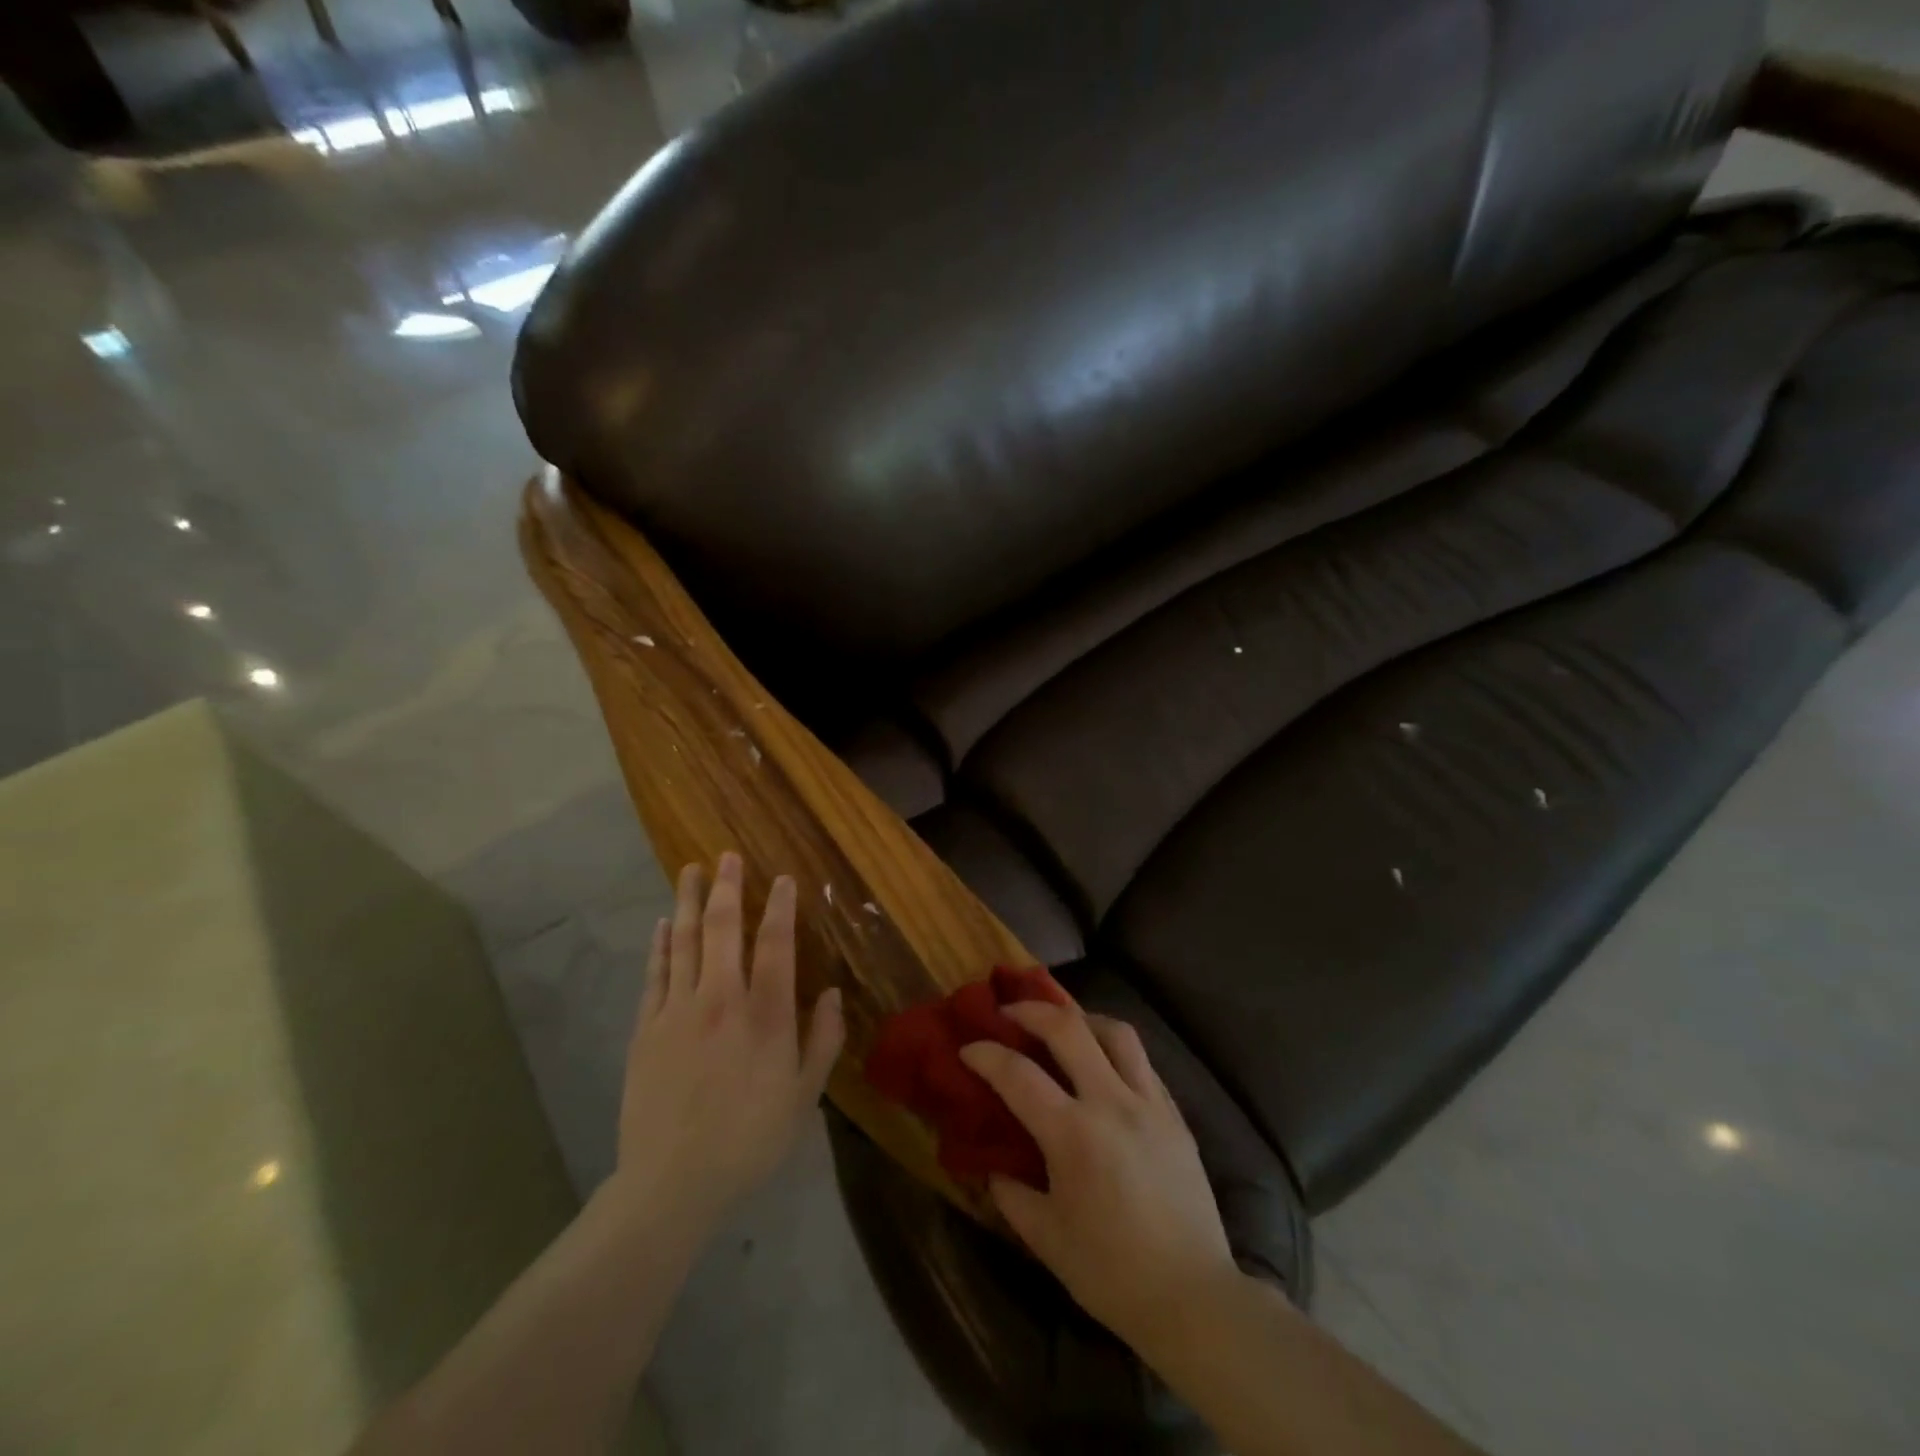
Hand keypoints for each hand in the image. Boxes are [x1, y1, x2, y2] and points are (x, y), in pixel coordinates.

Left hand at [609, 853, 844, 1238]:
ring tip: (690, 871)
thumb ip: (823, 1041)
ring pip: (686, 942)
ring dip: (689, 903)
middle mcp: (721, 1000)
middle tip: (727, 856)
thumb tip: (832, 994)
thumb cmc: (749, 1140)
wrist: (671, 1183)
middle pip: (725, 930)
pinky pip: (655, 974)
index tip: (781, 878)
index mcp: (766, 1015)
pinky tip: (663, 925)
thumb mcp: (803, 1097)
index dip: (780, 907)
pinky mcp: (647, 1029)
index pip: (776, 944)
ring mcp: (678, 1011)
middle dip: (728, 888)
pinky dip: (660, 945)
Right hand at [959, 1000, 1233, 1345]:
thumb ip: (1011, 1193)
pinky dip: (1115, 1048)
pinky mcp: (1175, 1113)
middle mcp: (1112, 1103)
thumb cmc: (1112, 1273)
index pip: (1018, 1075)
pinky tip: (1103, 1063)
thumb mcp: (1045, 1239)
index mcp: (1073, 1135)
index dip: (986, 1055)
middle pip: (1068, 1029)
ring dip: (1081, 1018)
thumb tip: (992, 1164)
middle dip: (1031, 1011)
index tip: (967, 1048)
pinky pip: (1142, 1061)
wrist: (1193, 1298)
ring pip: (1116, 1031)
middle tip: (1008, 1013)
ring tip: (1062, 1025)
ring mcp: (1149, 1103)